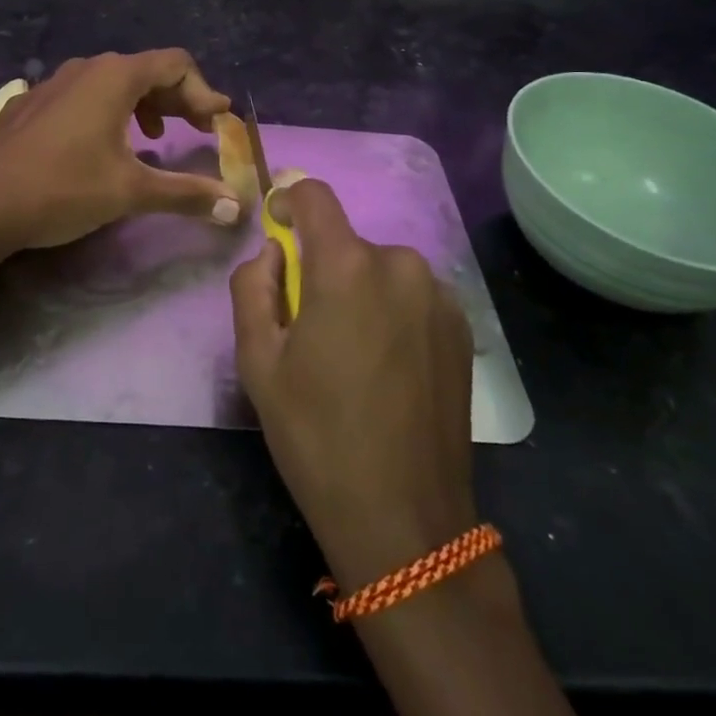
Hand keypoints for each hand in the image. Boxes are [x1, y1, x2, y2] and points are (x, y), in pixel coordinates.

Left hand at [0, 50, 240, 251]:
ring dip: (143, 104)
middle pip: (146, 70)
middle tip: (197, 129)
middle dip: (177, 98)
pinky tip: (102, 145)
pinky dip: (107, 111)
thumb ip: (186, 193)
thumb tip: (234, 207)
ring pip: (112, 82)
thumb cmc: (63, 188)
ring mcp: (53, 83)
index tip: (217, 124)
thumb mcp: (131, 192)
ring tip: (154, 137)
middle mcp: (86, 68)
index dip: (203, 92)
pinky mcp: (31, 103)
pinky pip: (81, 95)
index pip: (176, 64)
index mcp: (115, 76)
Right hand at [230, 178, 477, 591]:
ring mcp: (439, 295)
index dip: (288, 201)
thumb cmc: (317, 437)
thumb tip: (273, 253)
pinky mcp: (462, 327)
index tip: (277, 229)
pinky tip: (388, 369)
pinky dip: (392, 312)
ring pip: (381, 270)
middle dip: (321, 269)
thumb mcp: (258, 362)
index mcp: (347, 266)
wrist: (405, 520)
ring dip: (359, 292)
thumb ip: (253, 287)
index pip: (314, 195)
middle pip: (347, 243)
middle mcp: (401, 264)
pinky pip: (412, 296)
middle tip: (309, 329)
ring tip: (352, 357)